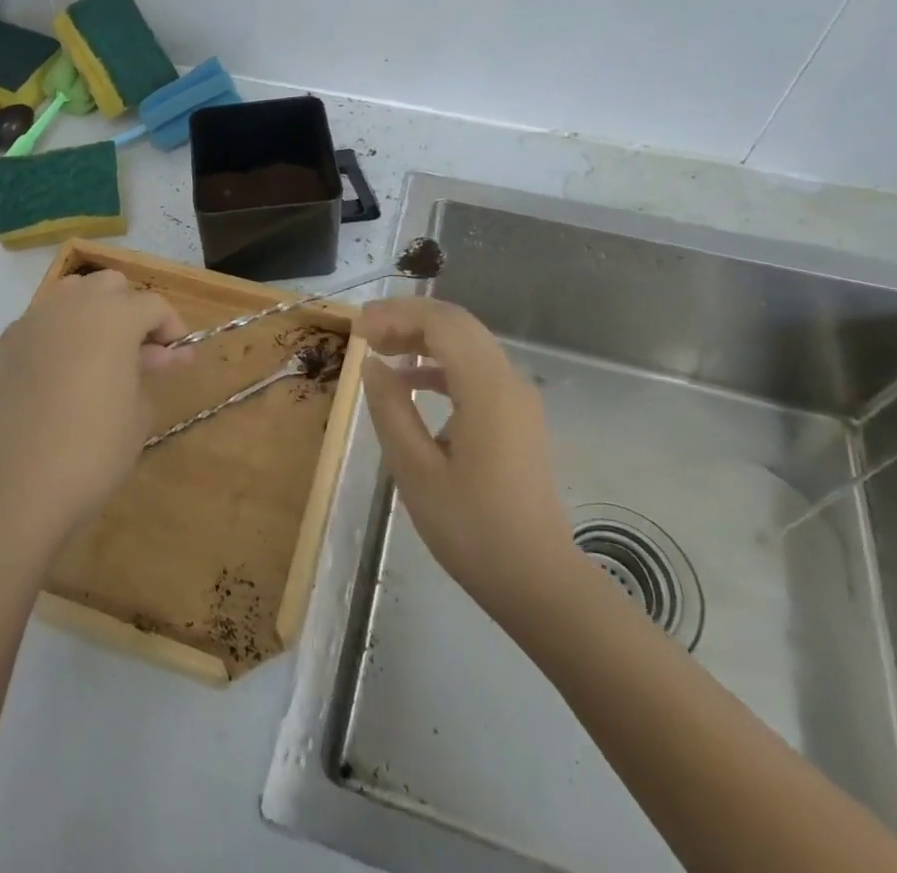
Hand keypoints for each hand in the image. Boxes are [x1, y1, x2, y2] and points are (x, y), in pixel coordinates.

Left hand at [0, 270, 191, 550]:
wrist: (13, 484)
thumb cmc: (92, 448)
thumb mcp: (138, 412)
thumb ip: (148, 371)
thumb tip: (155, 355)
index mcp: (114, 315)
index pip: (153, 304)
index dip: (171, 327)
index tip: (178, 356)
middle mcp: (71, 305)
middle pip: (109, 285)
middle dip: (130, 309)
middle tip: (139, 350)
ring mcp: (31, 322)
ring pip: (70, 295)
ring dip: (92, 314)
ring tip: (100, 353)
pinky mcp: (3, 346)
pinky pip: (40, 325)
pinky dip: (58, 337)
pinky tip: (60, 375)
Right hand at [359, 297, 582, 624]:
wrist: (538, 581)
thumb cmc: (472, 528)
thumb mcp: (415, 469)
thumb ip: (390, 407)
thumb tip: (372, 364)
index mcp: (486, 388)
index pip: (441, 323)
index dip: (396, 315)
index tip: (358, 330)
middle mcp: (508, 380)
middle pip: (457, 324)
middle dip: (408, 318)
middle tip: (365, 331)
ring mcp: (518, 398)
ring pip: (467, 343)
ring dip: (424, 338)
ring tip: (381, 350)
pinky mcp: (517, 416)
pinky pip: (476, 369)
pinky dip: (440, 363)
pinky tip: (410, 382)